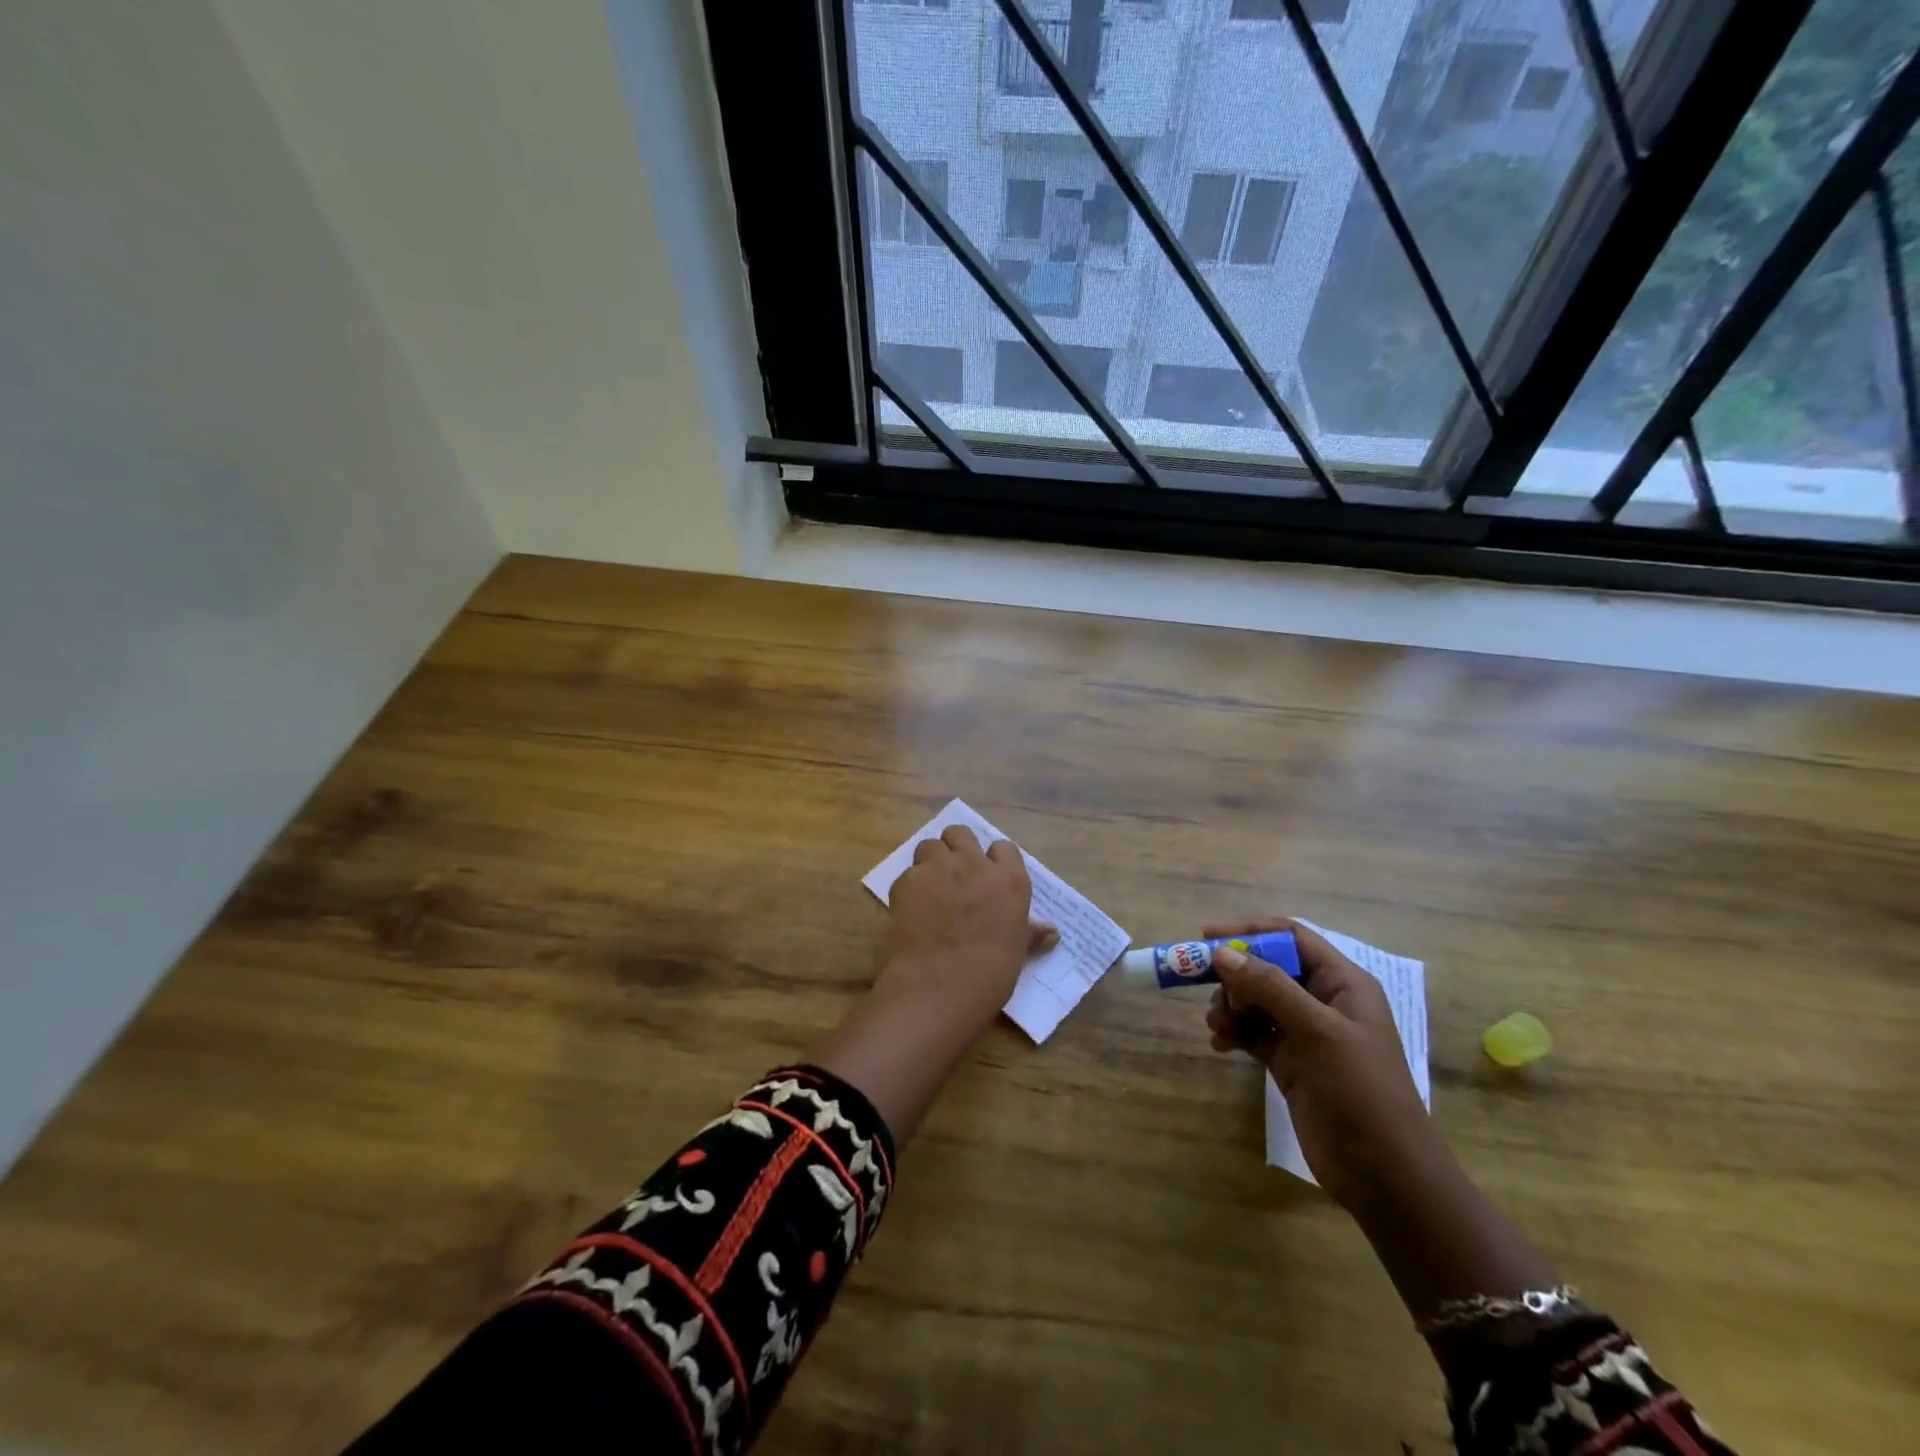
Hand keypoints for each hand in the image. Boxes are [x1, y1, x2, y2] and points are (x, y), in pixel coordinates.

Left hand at [880, 825, 1055, 1028]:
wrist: (941, 985)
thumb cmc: (990, 973)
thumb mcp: (1017, 950)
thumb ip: (1030, 933)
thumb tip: (1052, 932)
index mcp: (1008, 880)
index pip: (1004, 848)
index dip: (994, 859)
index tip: (989, 876)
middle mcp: (974, 864)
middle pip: (961, 834)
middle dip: (956, 848)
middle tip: (954, 874)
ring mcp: (938, 868)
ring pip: (930, 845)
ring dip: (931, 861)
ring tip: (929, 886)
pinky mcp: (907, 880)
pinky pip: (908, 873)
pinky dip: (909, 887)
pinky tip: (910, 910)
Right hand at [1203, 918, 1444, 1213]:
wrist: (1385, 1175)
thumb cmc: (1360, 1091)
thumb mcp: (1317, 1032)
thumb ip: (1269, 987)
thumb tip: (1222, 953)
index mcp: (1342, 983)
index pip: (1291, 937)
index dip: (1251, 932)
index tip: (1208, 937)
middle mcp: (1323, 1002)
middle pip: (1268, 968)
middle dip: (1236, 977)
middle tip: (1209, 990)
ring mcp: (1307, 1034)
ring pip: (1257, 1001)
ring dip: (1231, 1006)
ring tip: (1217, 1026)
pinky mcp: (1291, 1063)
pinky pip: (1254, 1033)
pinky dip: (1235, 1033)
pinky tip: (1220, 1044)